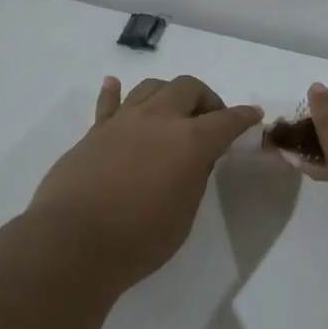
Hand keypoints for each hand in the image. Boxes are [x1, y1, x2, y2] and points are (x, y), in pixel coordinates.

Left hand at [28, 75, 263, 289]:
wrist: (74, 243)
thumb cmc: (140, 239)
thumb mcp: (184, 214)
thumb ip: (193, 178)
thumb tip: (194, 158)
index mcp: (190, 141)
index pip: (226, 120)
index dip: (243, 117)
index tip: (253, 115)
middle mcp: (158, 120)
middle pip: (187, 88)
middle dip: (205, 99)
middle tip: (209, 120)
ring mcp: (122, 121)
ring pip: (151, 87)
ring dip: (168, 93)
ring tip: (172, 111)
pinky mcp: (93, 132)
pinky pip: (108, 102)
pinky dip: (116, 92)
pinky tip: (115, 85)